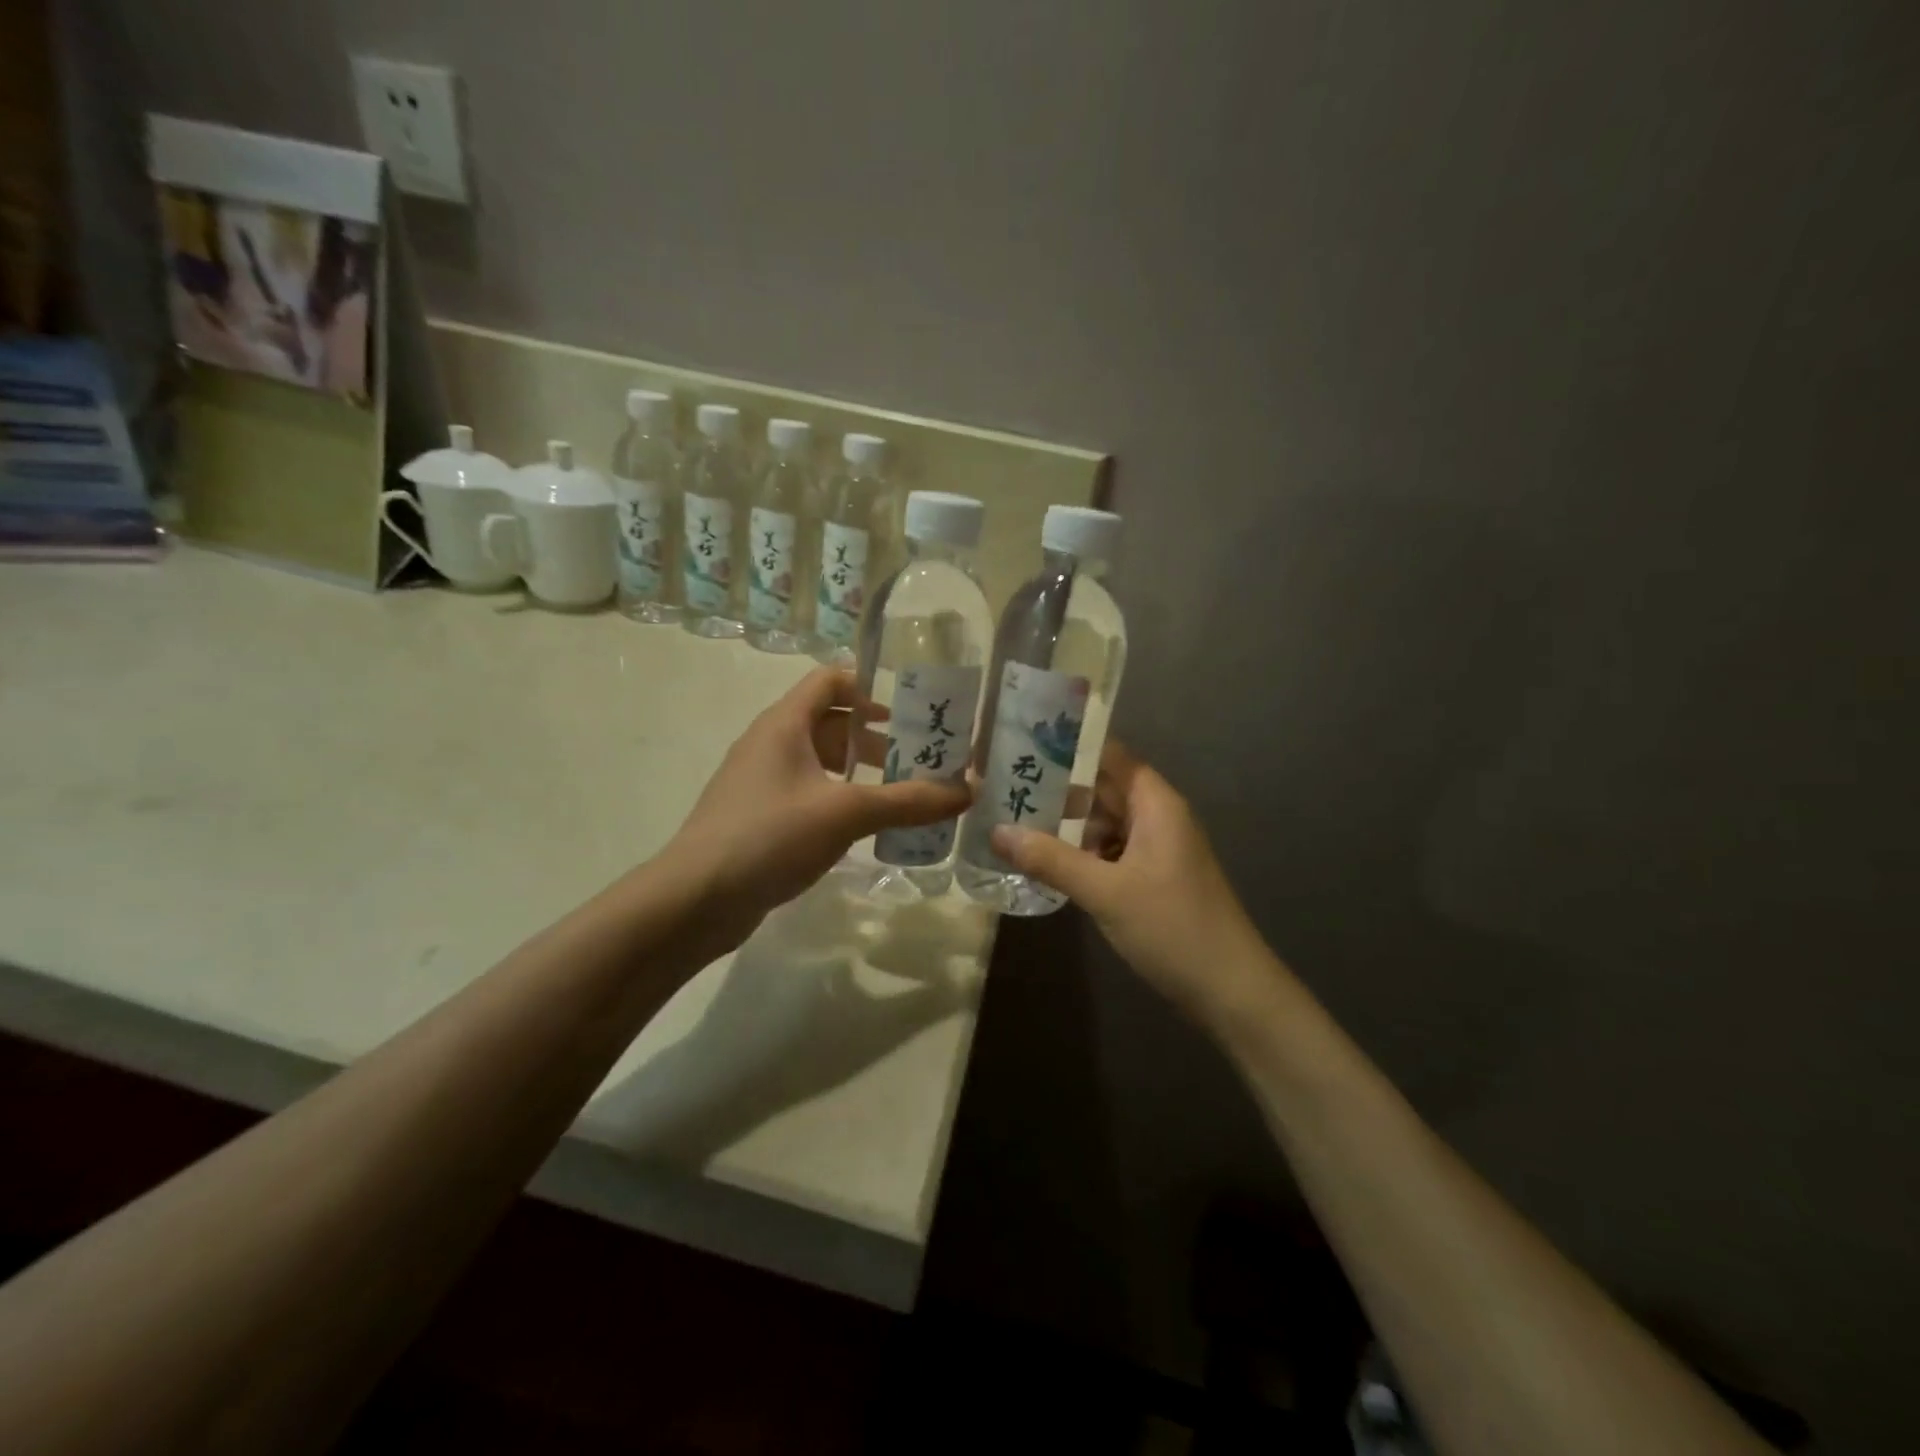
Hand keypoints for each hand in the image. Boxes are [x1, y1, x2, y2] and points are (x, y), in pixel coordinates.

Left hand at [669, 668, 970, 947]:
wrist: (695, 900)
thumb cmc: (770, 835)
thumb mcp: (846, 813)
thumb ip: (908, 801)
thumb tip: (969, 789)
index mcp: (784, 723)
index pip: (830, 680)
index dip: (870, 687)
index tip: (910, 710)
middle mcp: (770, 743)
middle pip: (830, 723)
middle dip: (876, 738)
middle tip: (921, 759)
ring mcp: (761, 782)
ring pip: (820, 762)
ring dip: (860, 773)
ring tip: (902, 796)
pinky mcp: (759, 817)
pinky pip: (808, 794)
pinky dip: (840, 800)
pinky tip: (865, 829)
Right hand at [990, 742, 1271, 1021]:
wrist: (1230, 990)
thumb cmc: (1172, 927)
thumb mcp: (1105, 891)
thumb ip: (1050, 859)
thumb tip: (996, 831)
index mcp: (1155, 804)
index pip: (1109, 755)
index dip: (1069, 747)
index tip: (1021, 744)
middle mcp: (1158, 817)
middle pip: (1104, 788)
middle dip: (1058, 789)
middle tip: (1004, 787)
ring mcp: (1157, 849)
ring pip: (1105, 823)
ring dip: (1067, 825)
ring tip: (1014, 823)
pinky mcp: (1153, 878)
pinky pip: (1112, 851)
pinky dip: (1083, 853)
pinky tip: (1048, 864)